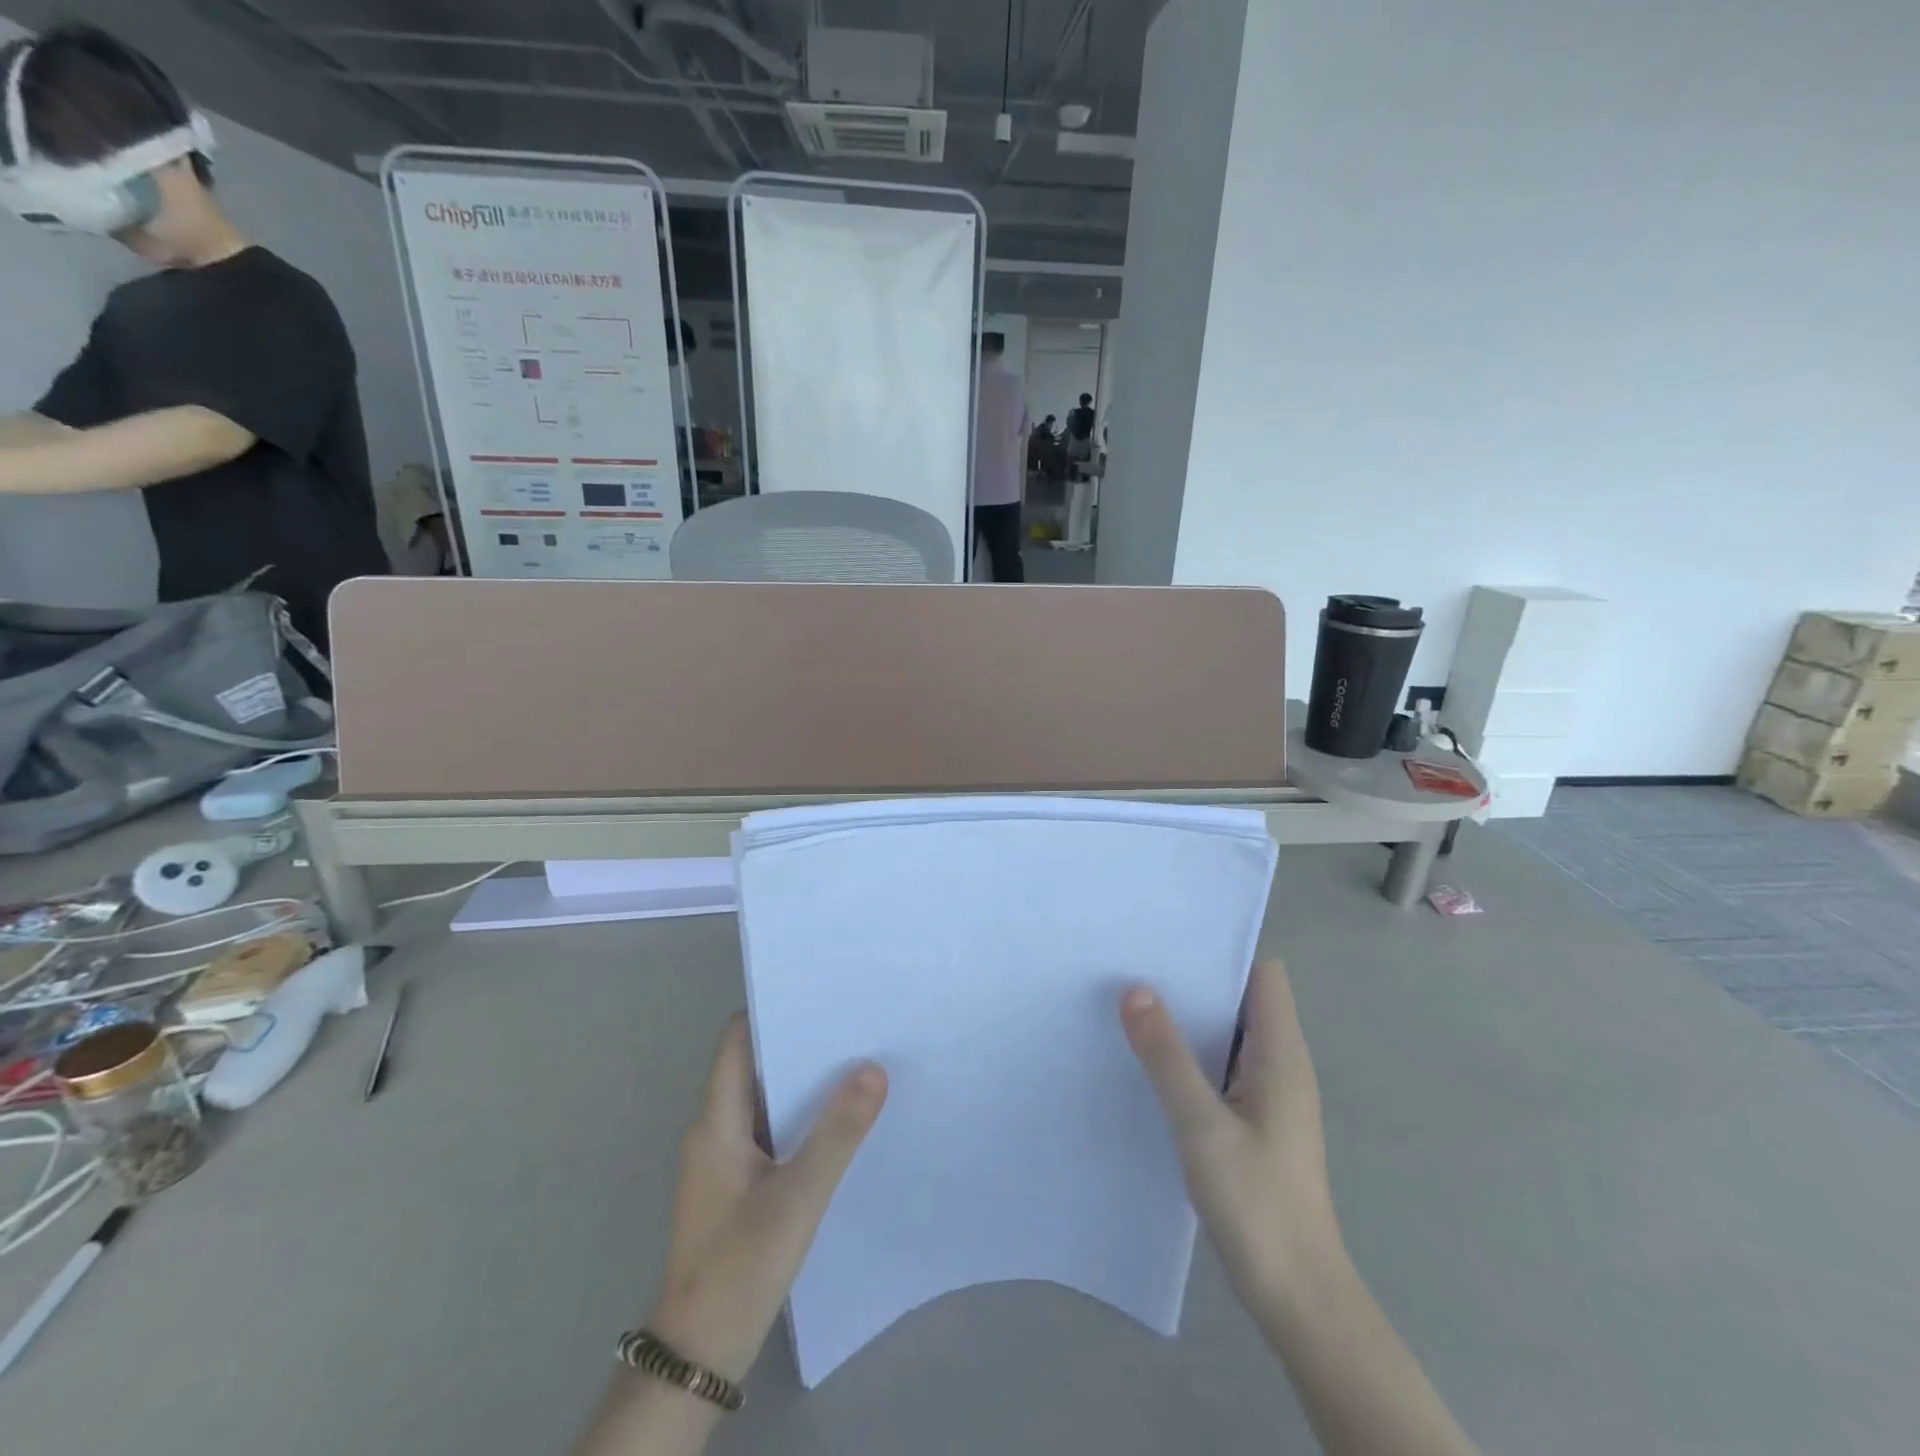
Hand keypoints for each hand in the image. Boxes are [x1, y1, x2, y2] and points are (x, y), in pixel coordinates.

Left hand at [648, 1016, 887, 1382]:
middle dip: (801, 1045)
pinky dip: (801, 1120)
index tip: (819, 992)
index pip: (738, 1042)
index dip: (773, 1011)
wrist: (699, 1357)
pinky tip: (839, 1124)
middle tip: (854, 1024)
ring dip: (804, 1085)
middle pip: (756, 1067)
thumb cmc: (740, 1266)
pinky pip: (771, 1134)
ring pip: (766, 1103)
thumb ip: (838, 1133)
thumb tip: (873, 1069)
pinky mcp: (738, 1187)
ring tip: (857, 1063)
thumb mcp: (798, 1197)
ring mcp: (724, 1162)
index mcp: (716, 1122)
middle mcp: (715, 1131)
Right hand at [1121, 958, 1340, 1302]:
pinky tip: (1150, 1060)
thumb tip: (1136, 989)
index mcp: (1281, 1055)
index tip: (1172, 937)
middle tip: (1137, 962)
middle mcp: (1280, 1065)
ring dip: (1189, 1019)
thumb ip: (1167, 1056)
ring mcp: (1268, 1096)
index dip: (1224, 950)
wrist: (1297, 1297)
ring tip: (1133, 1000)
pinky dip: (1191, 1054)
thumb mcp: (1201, 1125)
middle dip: (1195, 980)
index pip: (1263, 975)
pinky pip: (1221, 1067)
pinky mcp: (1254, 1122)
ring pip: (1228, 1035)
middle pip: (1242, 999)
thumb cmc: (1257, 1204)